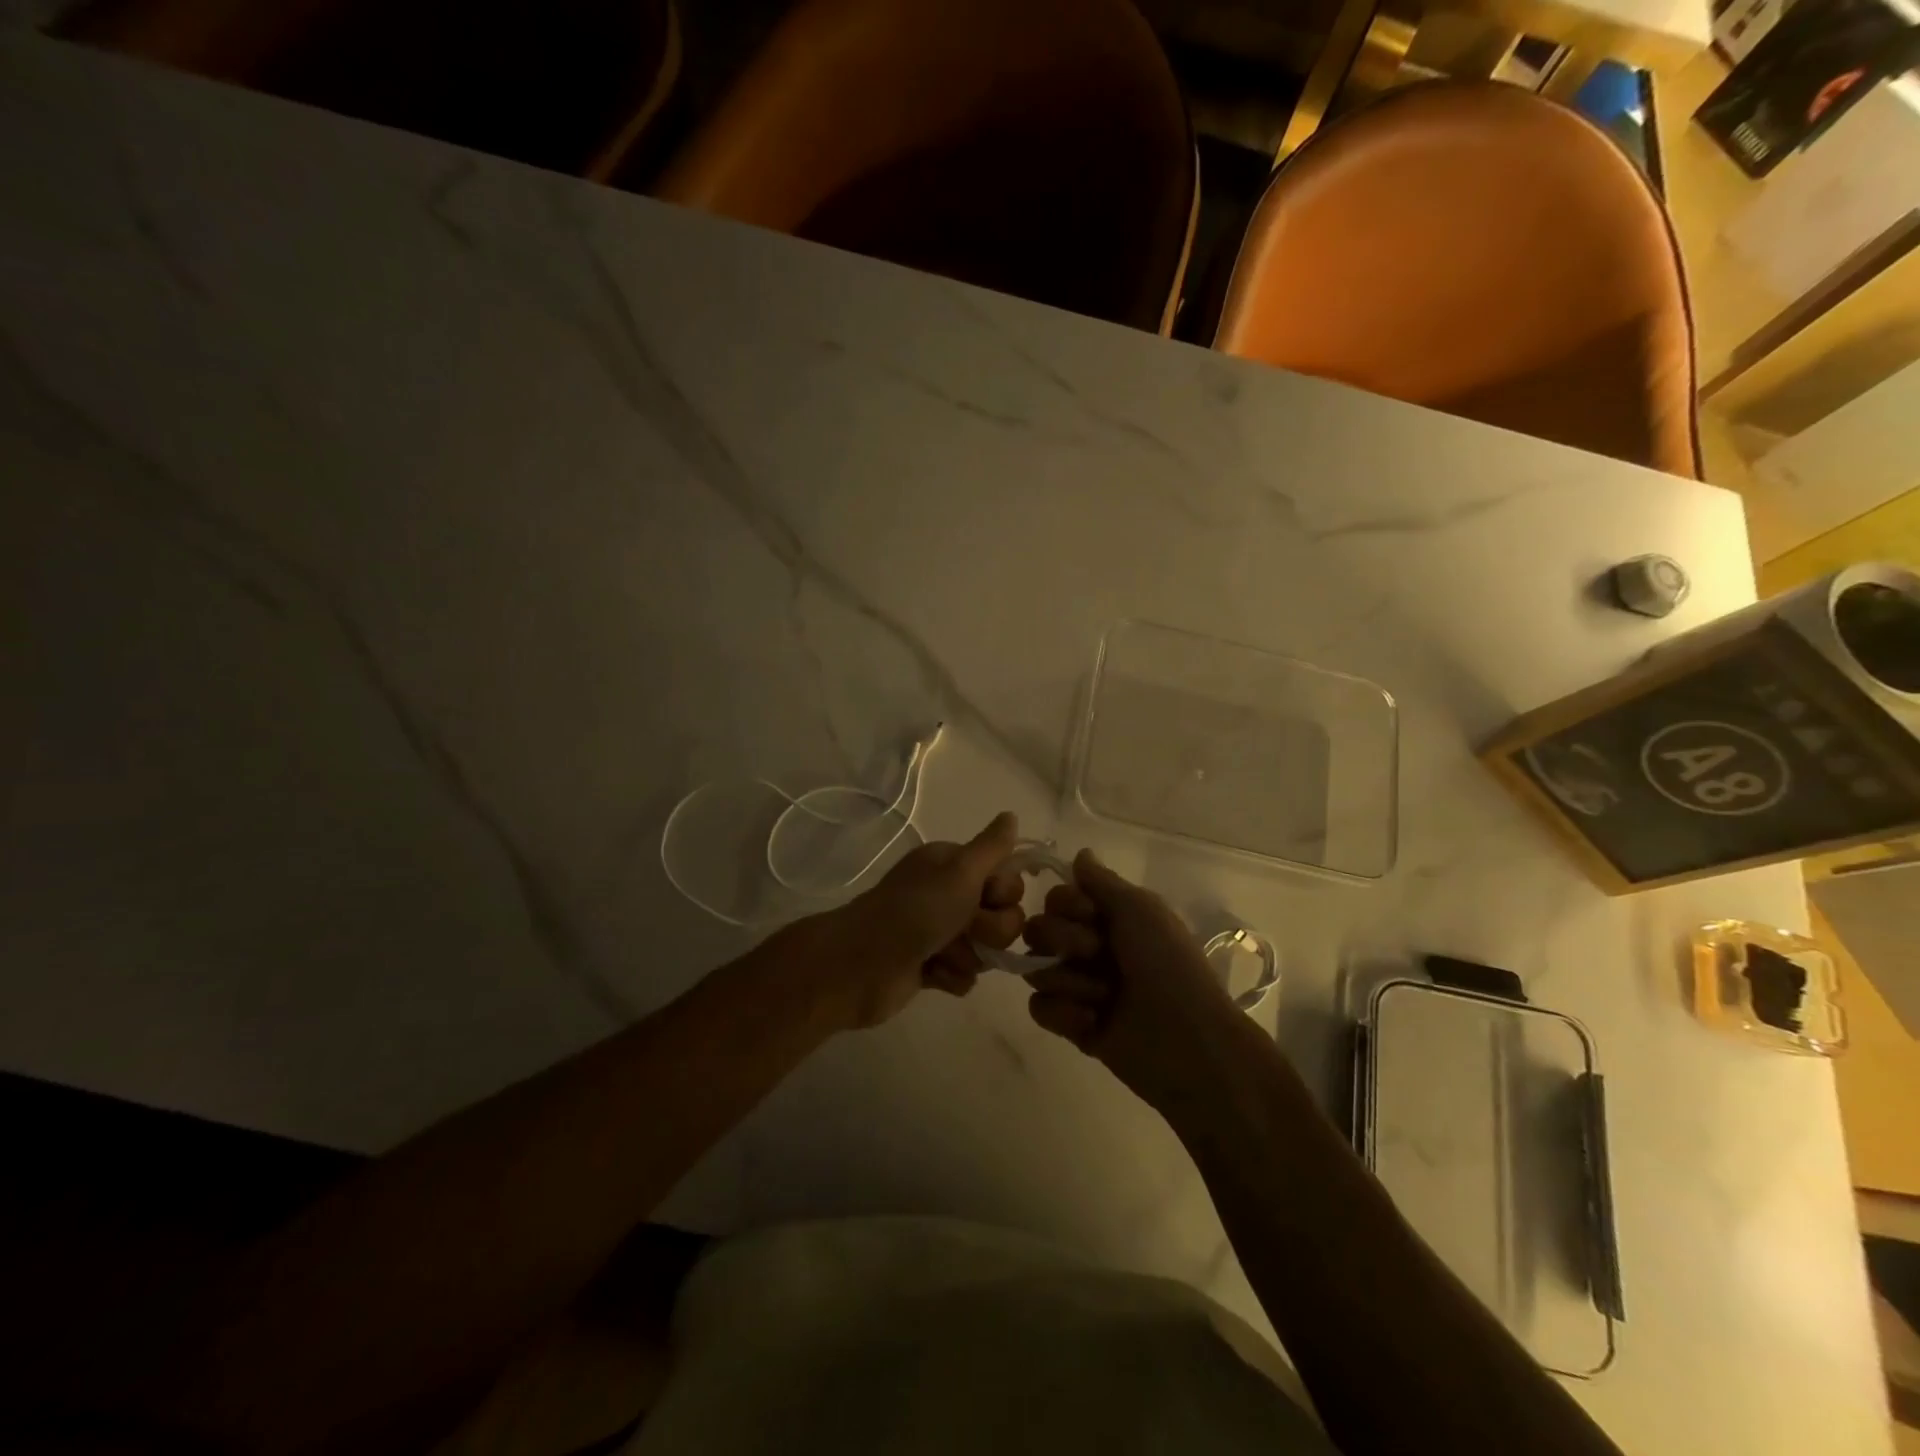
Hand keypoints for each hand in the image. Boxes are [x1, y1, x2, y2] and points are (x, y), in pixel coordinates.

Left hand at [819, 812, 1025, 1027]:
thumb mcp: (959, 871)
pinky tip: (930, 974)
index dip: (1004, 893)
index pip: (1008, 879)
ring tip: (940, 955)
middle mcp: (949, 894)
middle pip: (1003, 917)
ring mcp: (941, 932)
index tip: (985, 897)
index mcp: (953, 866)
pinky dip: (951, 977)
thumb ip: (992, 846)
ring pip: (986, 949)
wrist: (863, 965)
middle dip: (990, 930)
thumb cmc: (915, 911)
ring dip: (968, 956)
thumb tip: (1011, 814)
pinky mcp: (932, 967)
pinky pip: (966, 976)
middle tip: (964, 929)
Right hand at [1022, 850, 1251, 1114]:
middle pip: (1038, 930)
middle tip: (1097, 955)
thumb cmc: (1166, 963)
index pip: (1057, 898)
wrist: (1185, 1038)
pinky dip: (1064, 1014)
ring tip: (1103, 998)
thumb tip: (1081, 853)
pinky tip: (1092, 1021)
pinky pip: (1039, 1007)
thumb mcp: (1140, 909)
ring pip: (1036, 968)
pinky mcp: (1071, 1025)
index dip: (1066, 905)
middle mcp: (1089, 948)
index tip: (1090, 915)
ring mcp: (1078, 987)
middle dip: (1064, 941)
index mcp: (1109, 918)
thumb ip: (1101, 881)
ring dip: (1070, 981)